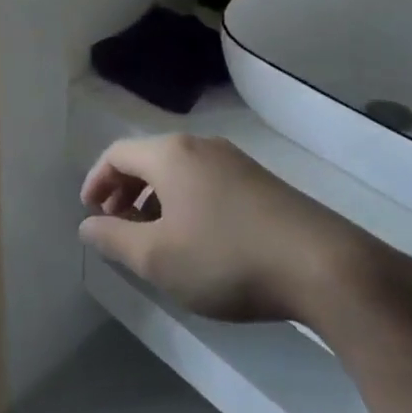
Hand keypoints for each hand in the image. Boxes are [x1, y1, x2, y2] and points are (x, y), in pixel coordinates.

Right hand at [78, 133, 411, 326]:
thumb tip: (87, 225)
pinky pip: (207, 183)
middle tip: (116, 225)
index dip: (96, 180)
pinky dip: (186, 203)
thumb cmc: (225, 258)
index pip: (117, 154)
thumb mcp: (157, 258)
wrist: (324, 266)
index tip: (90, 212)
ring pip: (180, 172)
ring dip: (155, 199)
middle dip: (125, 191)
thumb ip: (114, 239)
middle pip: (148, 159)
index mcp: (171, 154)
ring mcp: (236, 162)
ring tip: (153, 238)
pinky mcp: (262, 183)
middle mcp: (202, 147)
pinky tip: (196, 240)